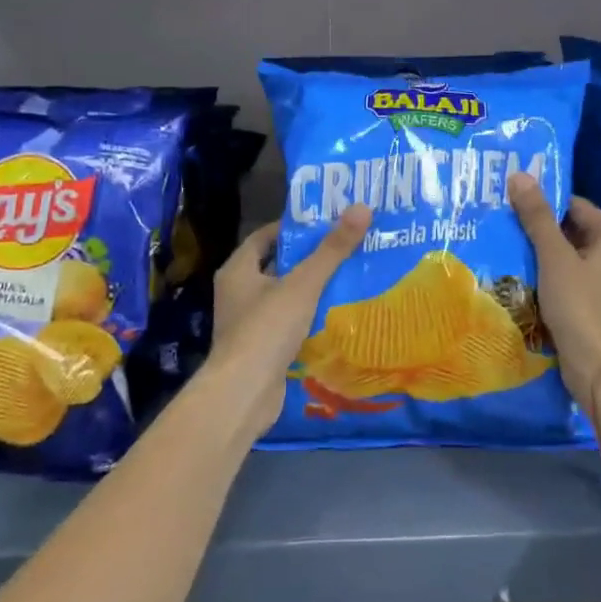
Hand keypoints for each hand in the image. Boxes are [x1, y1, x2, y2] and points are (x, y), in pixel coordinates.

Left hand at [209, 206, 371, 438]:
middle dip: (309, 259)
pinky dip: (309, 319)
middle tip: (345, 248)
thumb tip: (362, 207)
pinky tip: (337, 316)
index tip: (326, 223)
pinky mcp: (261, 349)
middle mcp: (238, 293)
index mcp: (238, 270)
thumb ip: (332, 249)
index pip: (265, 236)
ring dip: (312, 290)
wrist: (243, 394)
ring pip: (285, 297)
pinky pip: (288, 325)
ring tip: (350, 278)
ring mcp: (248, 323)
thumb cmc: (267, 329)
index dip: (294, 228)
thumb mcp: (303, 284)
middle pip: (277, 266)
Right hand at [508, 173, 600, 401]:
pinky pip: (572, 282)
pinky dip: (552, 278)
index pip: (576, 206)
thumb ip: (537, 217)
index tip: (514, 201)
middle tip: (506, 223)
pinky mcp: (600, 308)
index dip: (546, 201)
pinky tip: (526, 280)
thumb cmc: (580, 304)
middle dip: (542, 229)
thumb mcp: (554, 257)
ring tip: (510, 249)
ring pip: (572, 259)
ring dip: (545, 255)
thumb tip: (520, 175)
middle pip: (574, 232)